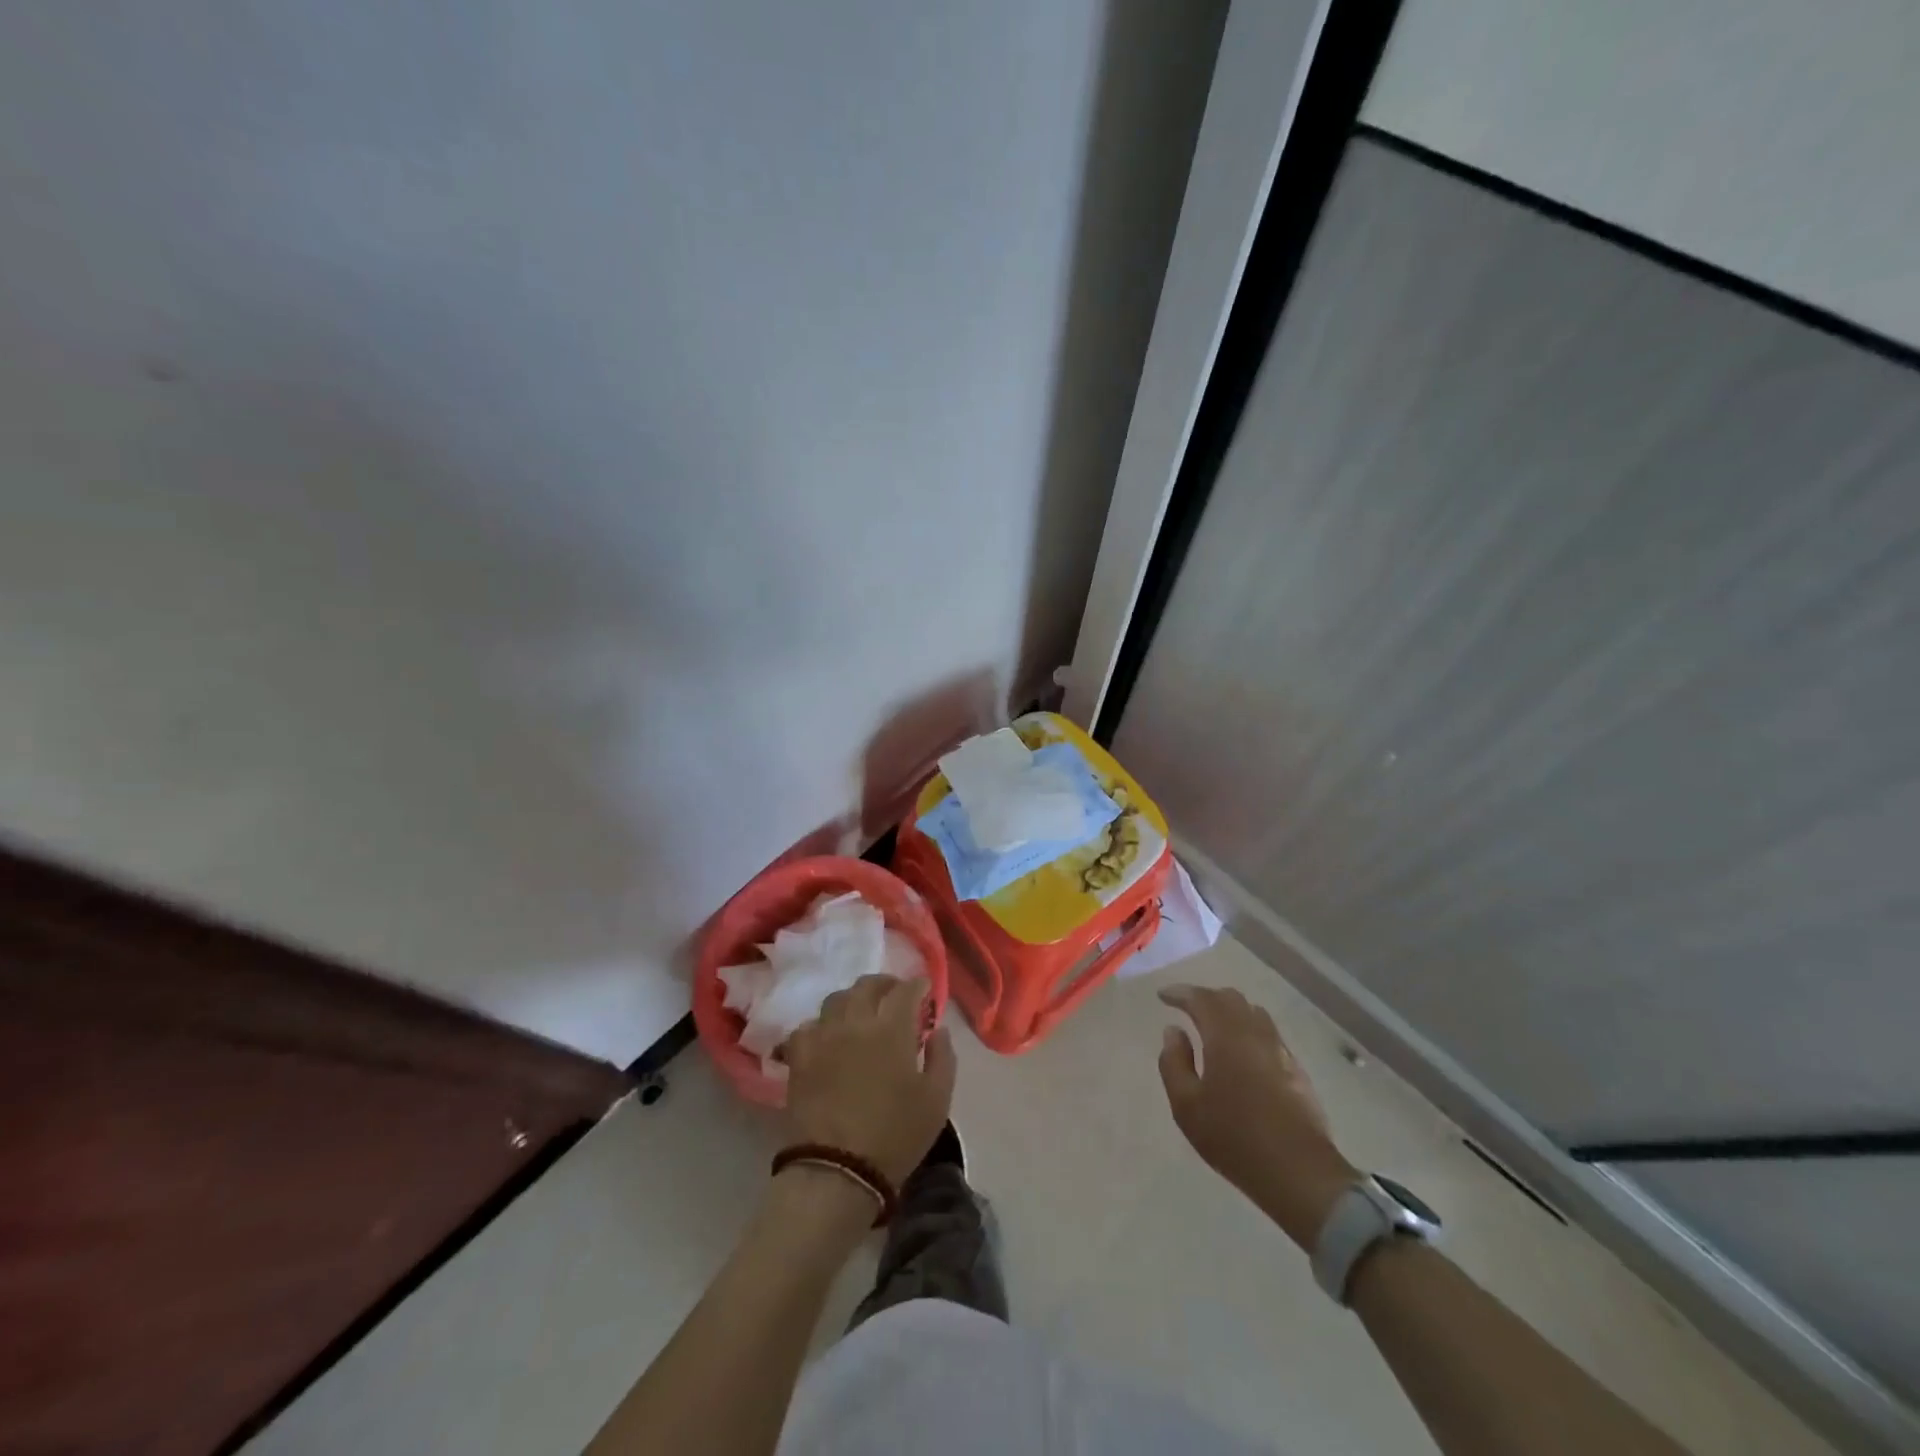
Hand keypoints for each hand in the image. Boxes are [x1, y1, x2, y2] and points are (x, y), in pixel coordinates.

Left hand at [784, 975, 956, 1187]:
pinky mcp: (799, 1056)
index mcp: (892, 1029)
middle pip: (868, 985)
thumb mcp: (937, 1100)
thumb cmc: (895, 1136)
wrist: (837, 1170)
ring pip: (836, 998)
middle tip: (895, 996)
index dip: (918, 985)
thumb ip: (942, 1057)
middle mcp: (856, 1022)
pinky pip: (808, 1026)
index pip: (906, 990)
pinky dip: (821, 1025)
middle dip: (886, 984)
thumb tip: (937, 1030)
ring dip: (853, 999)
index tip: (924, 990)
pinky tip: (828, 1037)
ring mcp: (824, 1036)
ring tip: (861, 1013)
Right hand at [1158, 984, 1357, 1248]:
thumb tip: (1173, 1031)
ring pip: (1253, 1013)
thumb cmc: (1234, 1137)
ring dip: (1230, 1012)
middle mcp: (1255, 1033)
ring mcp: (1280, 1050)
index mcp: (1226, 1036)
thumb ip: (1174, 1062)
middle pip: (1231, 998)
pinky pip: (1268, 1034)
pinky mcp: (1297, 1070)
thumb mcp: (1186, 1105)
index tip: (1163, 996)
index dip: (1180, 993)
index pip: (1201, 998)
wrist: (1299, 1172)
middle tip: (1187, 1009)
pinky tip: (1242, 1054)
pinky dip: (1249, 1031)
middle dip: (1206, 998)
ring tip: (1214, 1028)